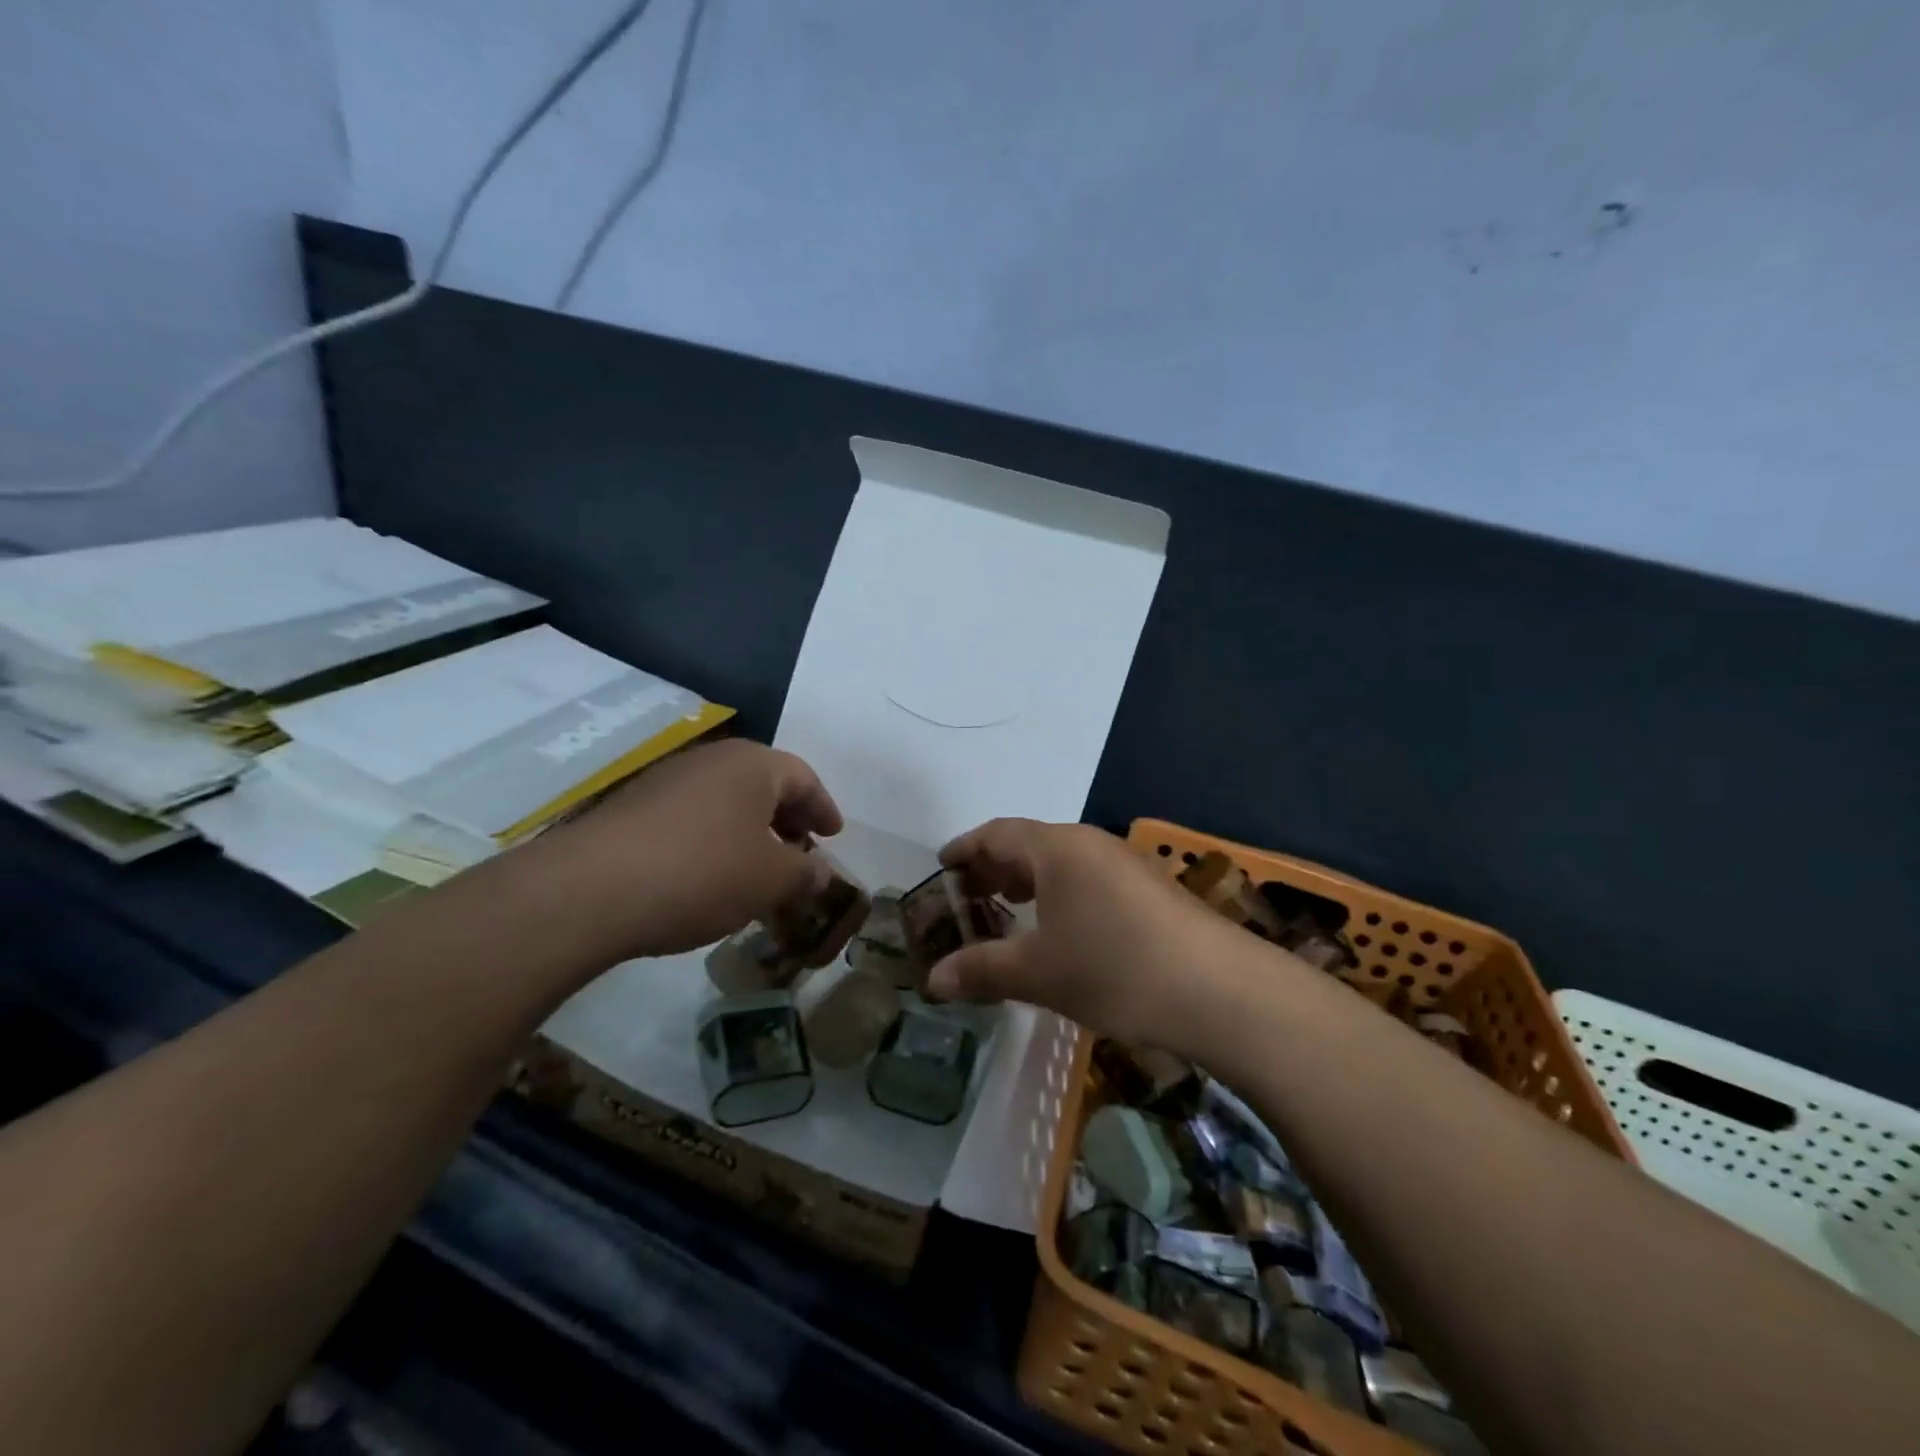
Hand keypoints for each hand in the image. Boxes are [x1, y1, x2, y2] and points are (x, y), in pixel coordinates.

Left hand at [527, 739, 843, 960]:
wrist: (591, 890)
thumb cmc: (702, 873)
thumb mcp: (770, 880)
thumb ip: (805, 874)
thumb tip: (819, 873)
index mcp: (752, 765)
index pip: (804, 778)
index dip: (824, 808)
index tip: (834, 835)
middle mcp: (711, 760)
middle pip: (763, 784)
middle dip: (787, 818)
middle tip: (800, 850)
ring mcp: (666, 780)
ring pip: (725, 800)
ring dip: (749, 830)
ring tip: (756, 867)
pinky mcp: (632, 807)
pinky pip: (691, 816)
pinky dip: (713, 839)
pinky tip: (709, 874)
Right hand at [929, 819, 1257, 1051]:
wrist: (1220, 991)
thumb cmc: (1115, 969)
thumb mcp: (1038, 973)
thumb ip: (982, 970)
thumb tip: (933, 980)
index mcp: (1057, 848)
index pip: (996, 834)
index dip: (964, 849)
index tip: (941, 867)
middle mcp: (1090, 844)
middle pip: (1029, 843)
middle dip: (994, 868)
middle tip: (968, 897)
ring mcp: (1125, 864)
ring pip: (1062, 862)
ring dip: (1029, 882)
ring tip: (1008, 909)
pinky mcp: (1149, 889)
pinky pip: (1088, 879)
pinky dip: (1060, 895)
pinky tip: (1062, 930)